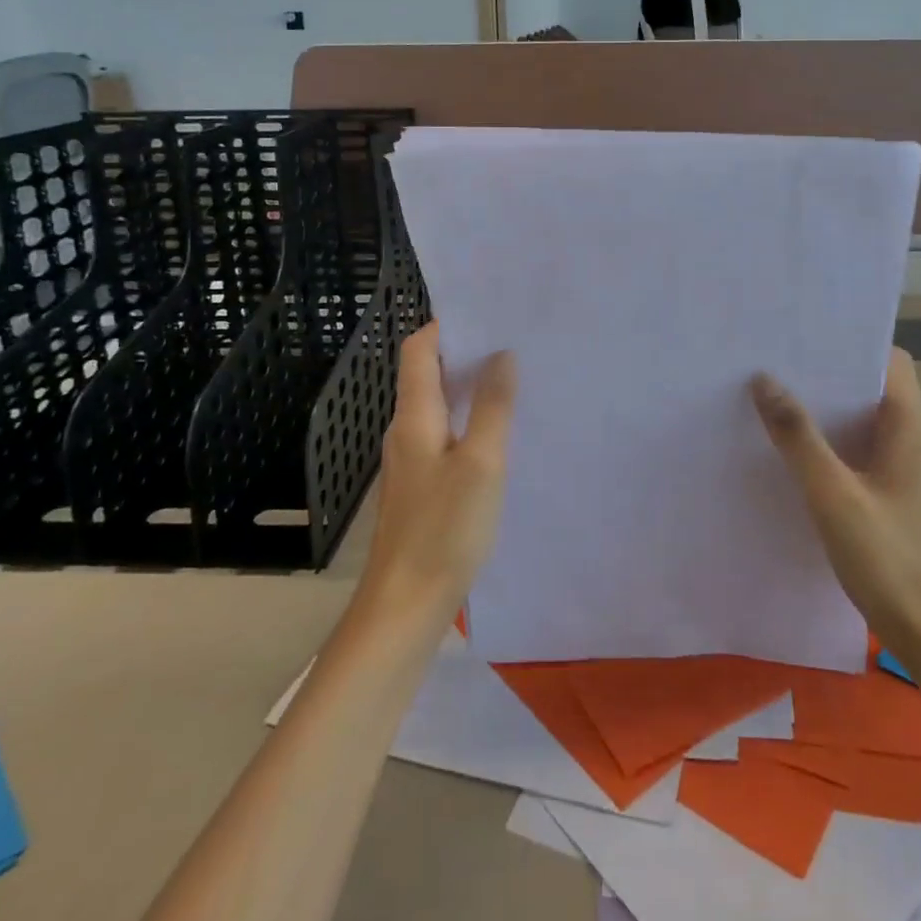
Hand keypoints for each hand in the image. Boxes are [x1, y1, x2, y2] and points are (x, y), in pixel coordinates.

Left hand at [358, 324, 516, 632]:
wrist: (405, 605)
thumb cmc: (445, 529)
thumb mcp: (482, 463)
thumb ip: (493, 407)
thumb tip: (502, 355)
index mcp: (414, 416)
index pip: (418, 349)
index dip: (446, 326)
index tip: (489, 315)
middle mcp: (406, 430)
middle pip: (428, 373)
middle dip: (466, 353)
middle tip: (515, 343)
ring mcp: (411, 459)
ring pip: (439, 405)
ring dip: (470, 387)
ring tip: (515, 379)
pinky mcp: (421, 484)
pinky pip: (445, 434)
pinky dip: (469, 420)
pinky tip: (499, 433)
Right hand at [751, 349, 920, 662]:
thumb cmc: (889, 559)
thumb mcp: (833, 495)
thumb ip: (798, 437)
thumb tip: (763, 379)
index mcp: (908, 426)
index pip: (889, 359)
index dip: (852, 341)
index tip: (805, 335)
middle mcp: (910, 437)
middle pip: (870, 384)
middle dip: (827, 370)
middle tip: (774, 360)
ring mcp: (902, 466)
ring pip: (861, 416)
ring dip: (824, 406)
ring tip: (773, 395)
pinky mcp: (890, 491)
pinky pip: (856, 446)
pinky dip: (828, 438)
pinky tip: (791, 447)